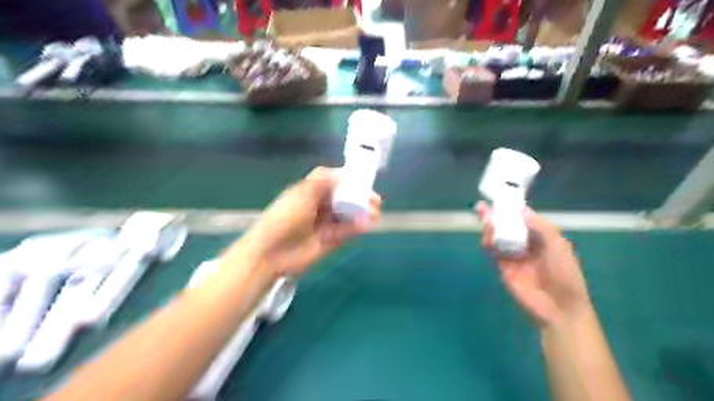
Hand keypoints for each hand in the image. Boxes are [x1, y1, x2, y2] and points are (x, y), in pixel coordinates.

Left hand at [232, 166, 381, 278]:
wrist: (271, 253)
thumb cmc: (284, 219)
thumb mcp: (301, 195)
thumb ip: (321, 181)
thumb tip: (342, 172)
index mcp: (312, 192)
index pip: (334, 182)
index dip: (350, 180)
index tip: (364, 180)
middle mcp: (321, 206)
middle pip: (345, 198)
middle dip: (360, 197)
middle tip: (375, 199)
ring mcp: (326, 223)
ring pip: (348, 214)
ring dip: (362, 212)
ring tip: (375, 212)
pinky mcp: (331, 240)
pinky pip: (347, 230)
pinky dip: (358, 227)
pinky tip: (367, 224)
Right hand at [479, 202, 591, 327]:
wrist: (559, 307)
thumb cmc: (565, 274)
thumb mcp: (558, 245)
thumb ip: (541, 227)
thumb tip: (522, 210)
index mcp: (542, 239)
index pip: (524, 221)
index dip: (512, 211)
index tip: (501, 200)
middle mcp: (526, 246)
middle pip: (507, 228)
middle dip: (496, 217)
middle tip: (482, 207)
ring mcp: (513, 257)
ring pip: (498, 238)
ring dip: (490, 228)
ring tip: (483, 217)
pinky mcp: (503, 267)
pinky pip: (493, 252)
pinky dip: (488, 242)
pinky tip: (486, 234)